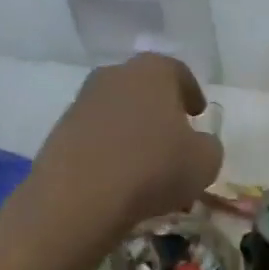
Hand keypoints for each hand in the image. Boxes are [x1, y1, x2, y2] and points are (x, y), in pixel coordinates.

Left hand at [27, 55, 222, 239]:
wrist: (79, 198)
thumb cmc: (154, 169)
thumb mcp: (205, 162)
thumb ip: (208, 146)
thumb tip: (198, 144)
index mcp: (153, 71)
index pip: (178, 72)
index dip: (191, 93)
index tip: (197, 114)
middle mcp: (115, 75)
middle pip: (144, 88)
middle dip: (159, 110)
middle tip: (173, 137)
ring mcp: (82, 101)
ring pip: (117, 111)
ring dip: (132, 131)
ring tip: (146, 165)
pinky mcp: (60, 131)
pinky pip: (95, 135)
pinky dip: (109, 149)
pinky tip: (119, 177)